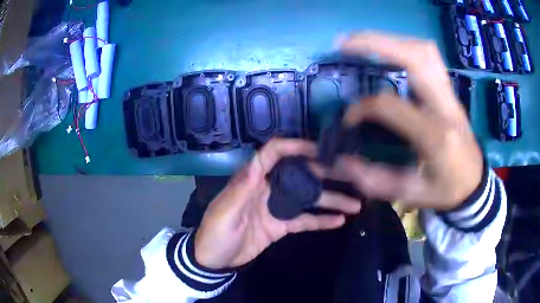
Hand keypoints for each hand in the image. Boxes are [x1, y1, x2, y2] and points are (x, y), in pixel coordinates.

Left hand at [194, 138, 360, 269]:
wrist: (215, 260)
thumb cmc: (215, 234)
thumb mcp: (225, 213)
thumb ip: (241, 190)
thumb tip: (256, 165)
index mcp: (252, 180)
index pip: (273, 154)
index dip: (295, 147)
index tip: (319, 148)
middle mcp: (268, 188)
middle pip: (300, 175)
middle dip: (324, 174)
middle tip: (351, 175)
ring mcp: (277, 208)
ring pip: (308, 199)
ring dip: (331, 200)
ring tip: (355, 203)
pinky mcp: (282, 225)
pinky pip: (305, 220)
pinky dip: (322, 220)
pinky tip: (340, 220)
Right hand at [331, 32, 482, 210]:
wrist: (475, 182)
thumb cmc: (446, 190)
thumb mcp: (412, 195)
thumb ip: (376, 181)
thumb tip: (342, 162)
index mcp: (436, 136)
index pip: (391, 105)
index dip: (362, 107)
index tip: (348, 119)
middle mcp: (445, 106)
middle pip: (414, 57)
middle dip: (376, 43)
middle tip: (345, 44)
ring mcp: (450, 94)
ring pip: (423, 50)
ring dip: (391, 41)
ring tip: (364, 43)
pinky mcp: (450, 90)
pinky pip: (429, 56)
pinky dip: (405, 46)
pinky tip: (391, 51)